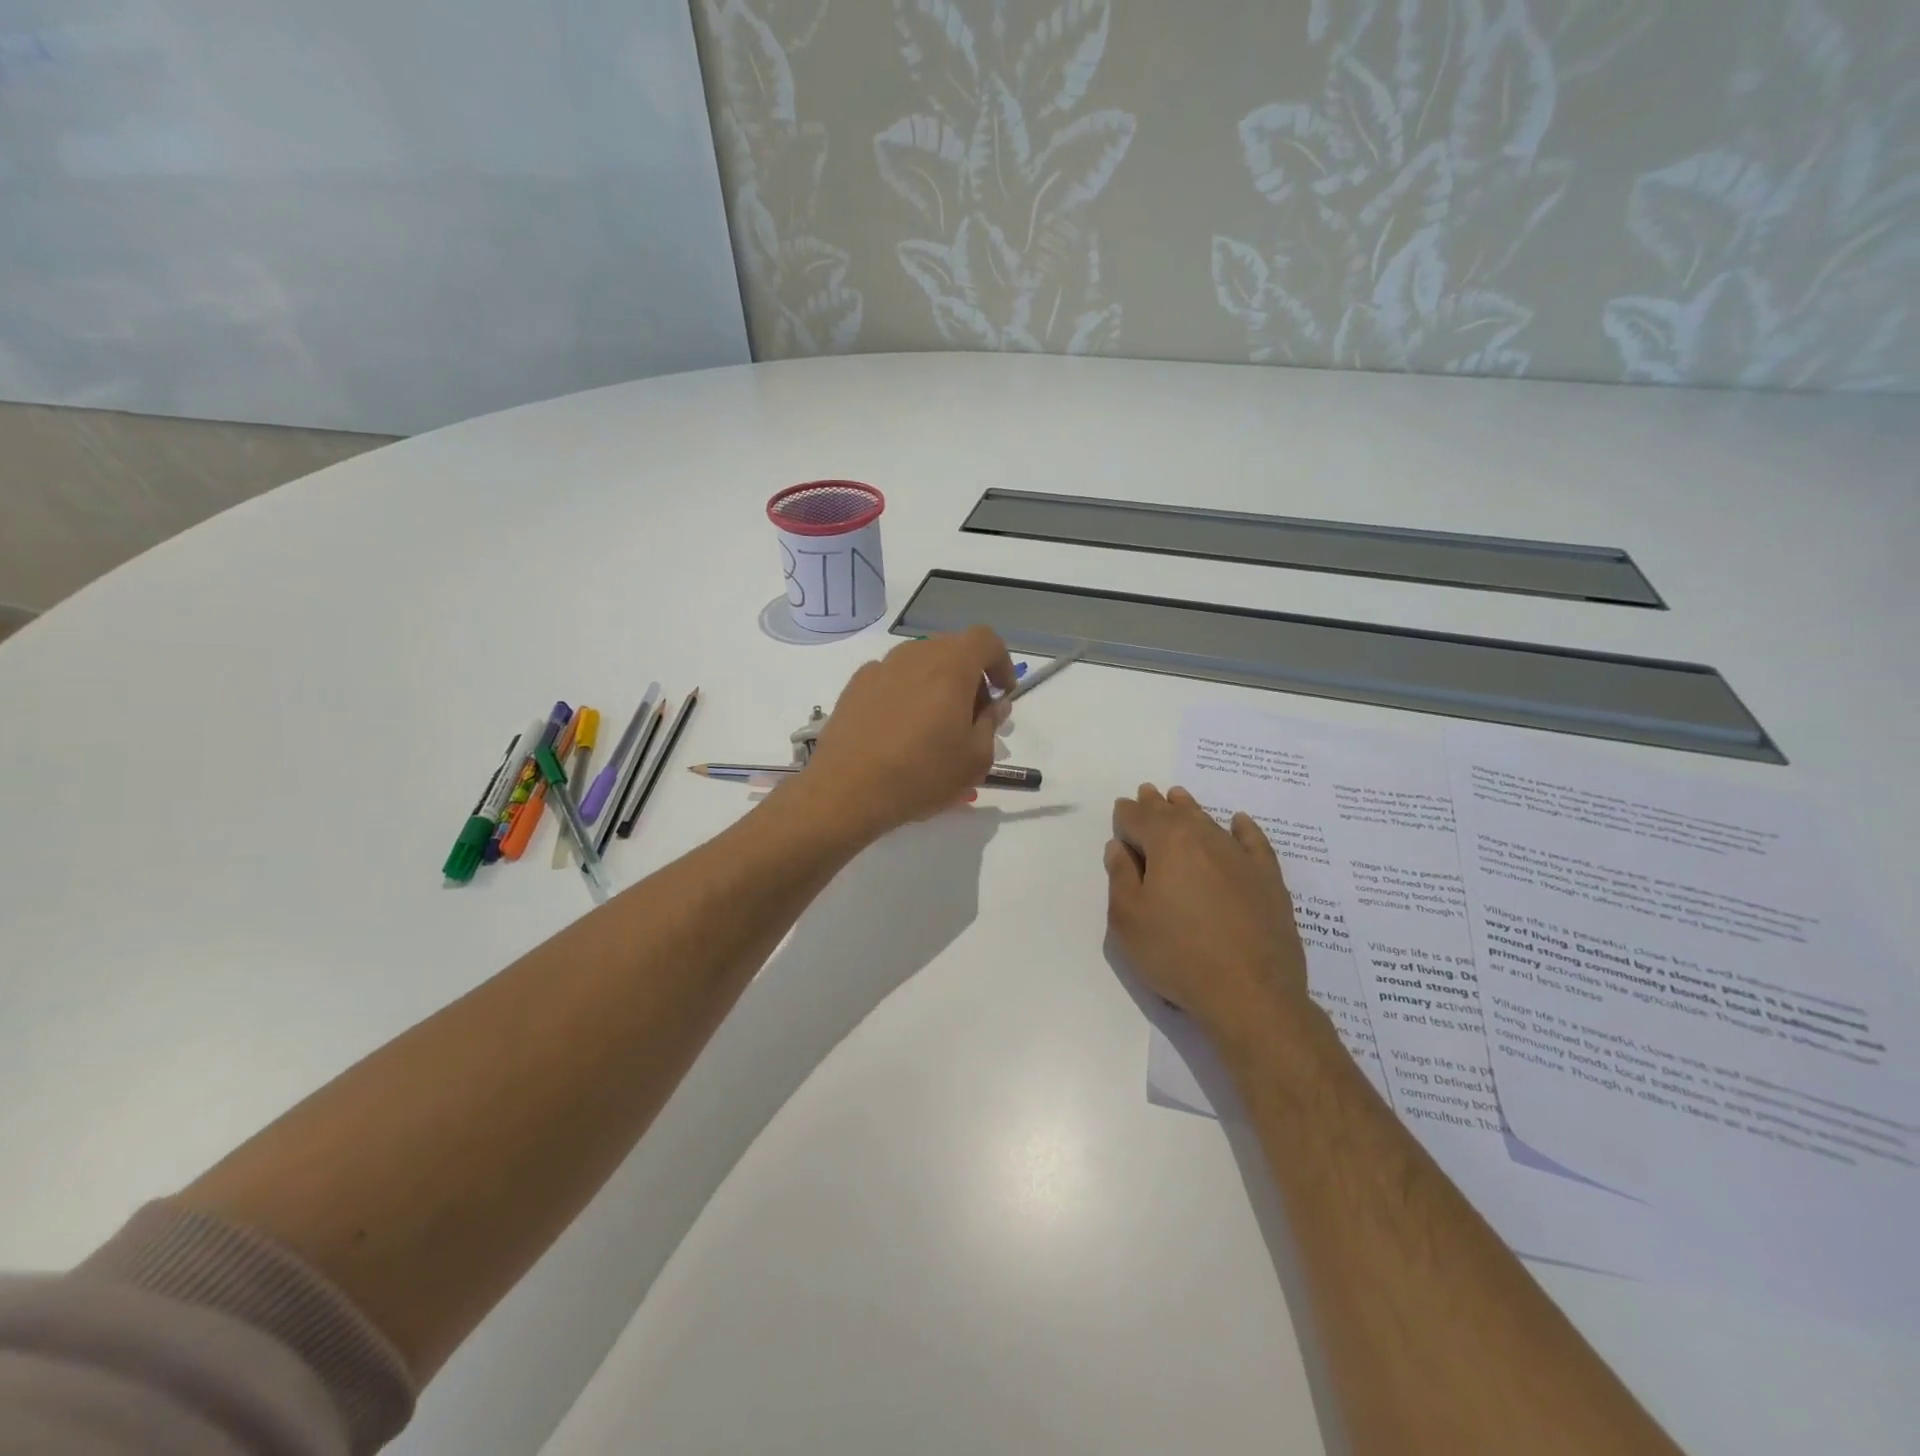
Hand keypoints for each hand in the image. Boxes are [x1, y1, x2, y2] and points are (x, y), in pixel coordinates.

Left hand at [803, 627, 1015, 839]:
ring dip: (937, 683)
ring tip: (935, 724)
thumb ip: (991, 724)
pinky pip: (893, 678)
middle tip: (973, 715)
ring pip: (920, 663)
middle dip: (970, 675)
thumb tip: (994, 705)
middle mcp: (915, 655)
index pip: (985, 640)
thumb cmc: (921, 774)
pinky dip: (907, 692)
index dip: (1000, 662)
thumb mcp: (975, 759)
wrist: (847, 790)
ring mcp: (880, 667)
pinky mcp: (855, 686)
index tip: (1002, 693)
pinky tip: (900, 729)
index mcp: (950, 666)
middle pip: (952, 649)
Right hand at [1104, 785, 1311, 1047]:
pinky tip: (1239, 822)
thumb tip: (1120, 848)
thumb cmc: (1177, 954)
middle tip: (1146, 793)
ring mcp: (1240, 857)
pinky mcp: (1268, 879)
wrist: (1251, 993)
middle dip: (1156, 804)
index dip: (1126, 814)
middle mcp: (1204, 838)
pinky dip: (1243, 828)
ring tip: (1179, 798)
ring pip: (1209, 821)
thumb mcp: (1128, 919)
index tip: (1120, 813)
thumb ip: (1121, 877)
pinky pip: (1253, 842)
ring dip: (1190, 808)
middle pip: (1175, 813)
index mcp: (1167, 843)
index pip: (1138, 818)